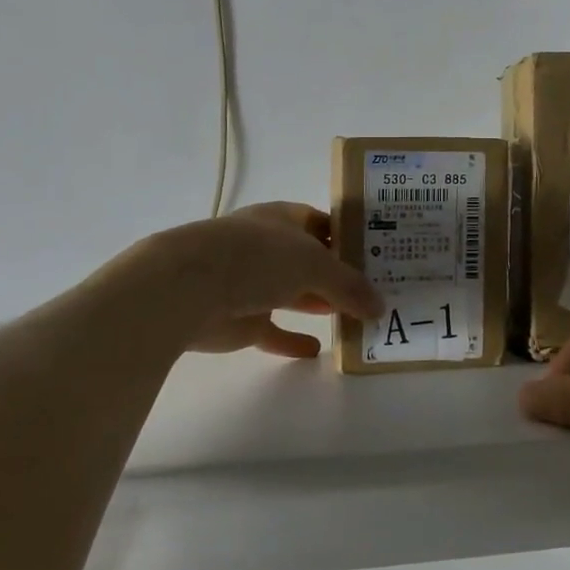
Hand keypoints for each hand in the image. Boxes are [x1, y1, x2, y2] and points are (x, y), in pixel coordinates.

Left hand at [143, 203, 382, 359]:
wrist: (190, 288)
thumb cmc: (257, 257)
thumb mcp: (316, 264)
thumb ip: (350, 286)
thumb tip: (380, 307)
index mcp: (282, 219)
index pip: (322, 222)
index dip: (347, 235)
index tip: (377, 254)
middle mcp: (267, 247)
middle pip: (310, 260)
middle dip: (339, 275)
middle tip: (375, 292)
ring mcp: (251, 283)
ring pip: (293, 294)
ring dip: (319, 304)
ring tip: (356, 318)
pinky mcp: (241, 319)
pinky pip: (273, 331)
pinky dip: (292, 339)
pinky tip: (316, 350)